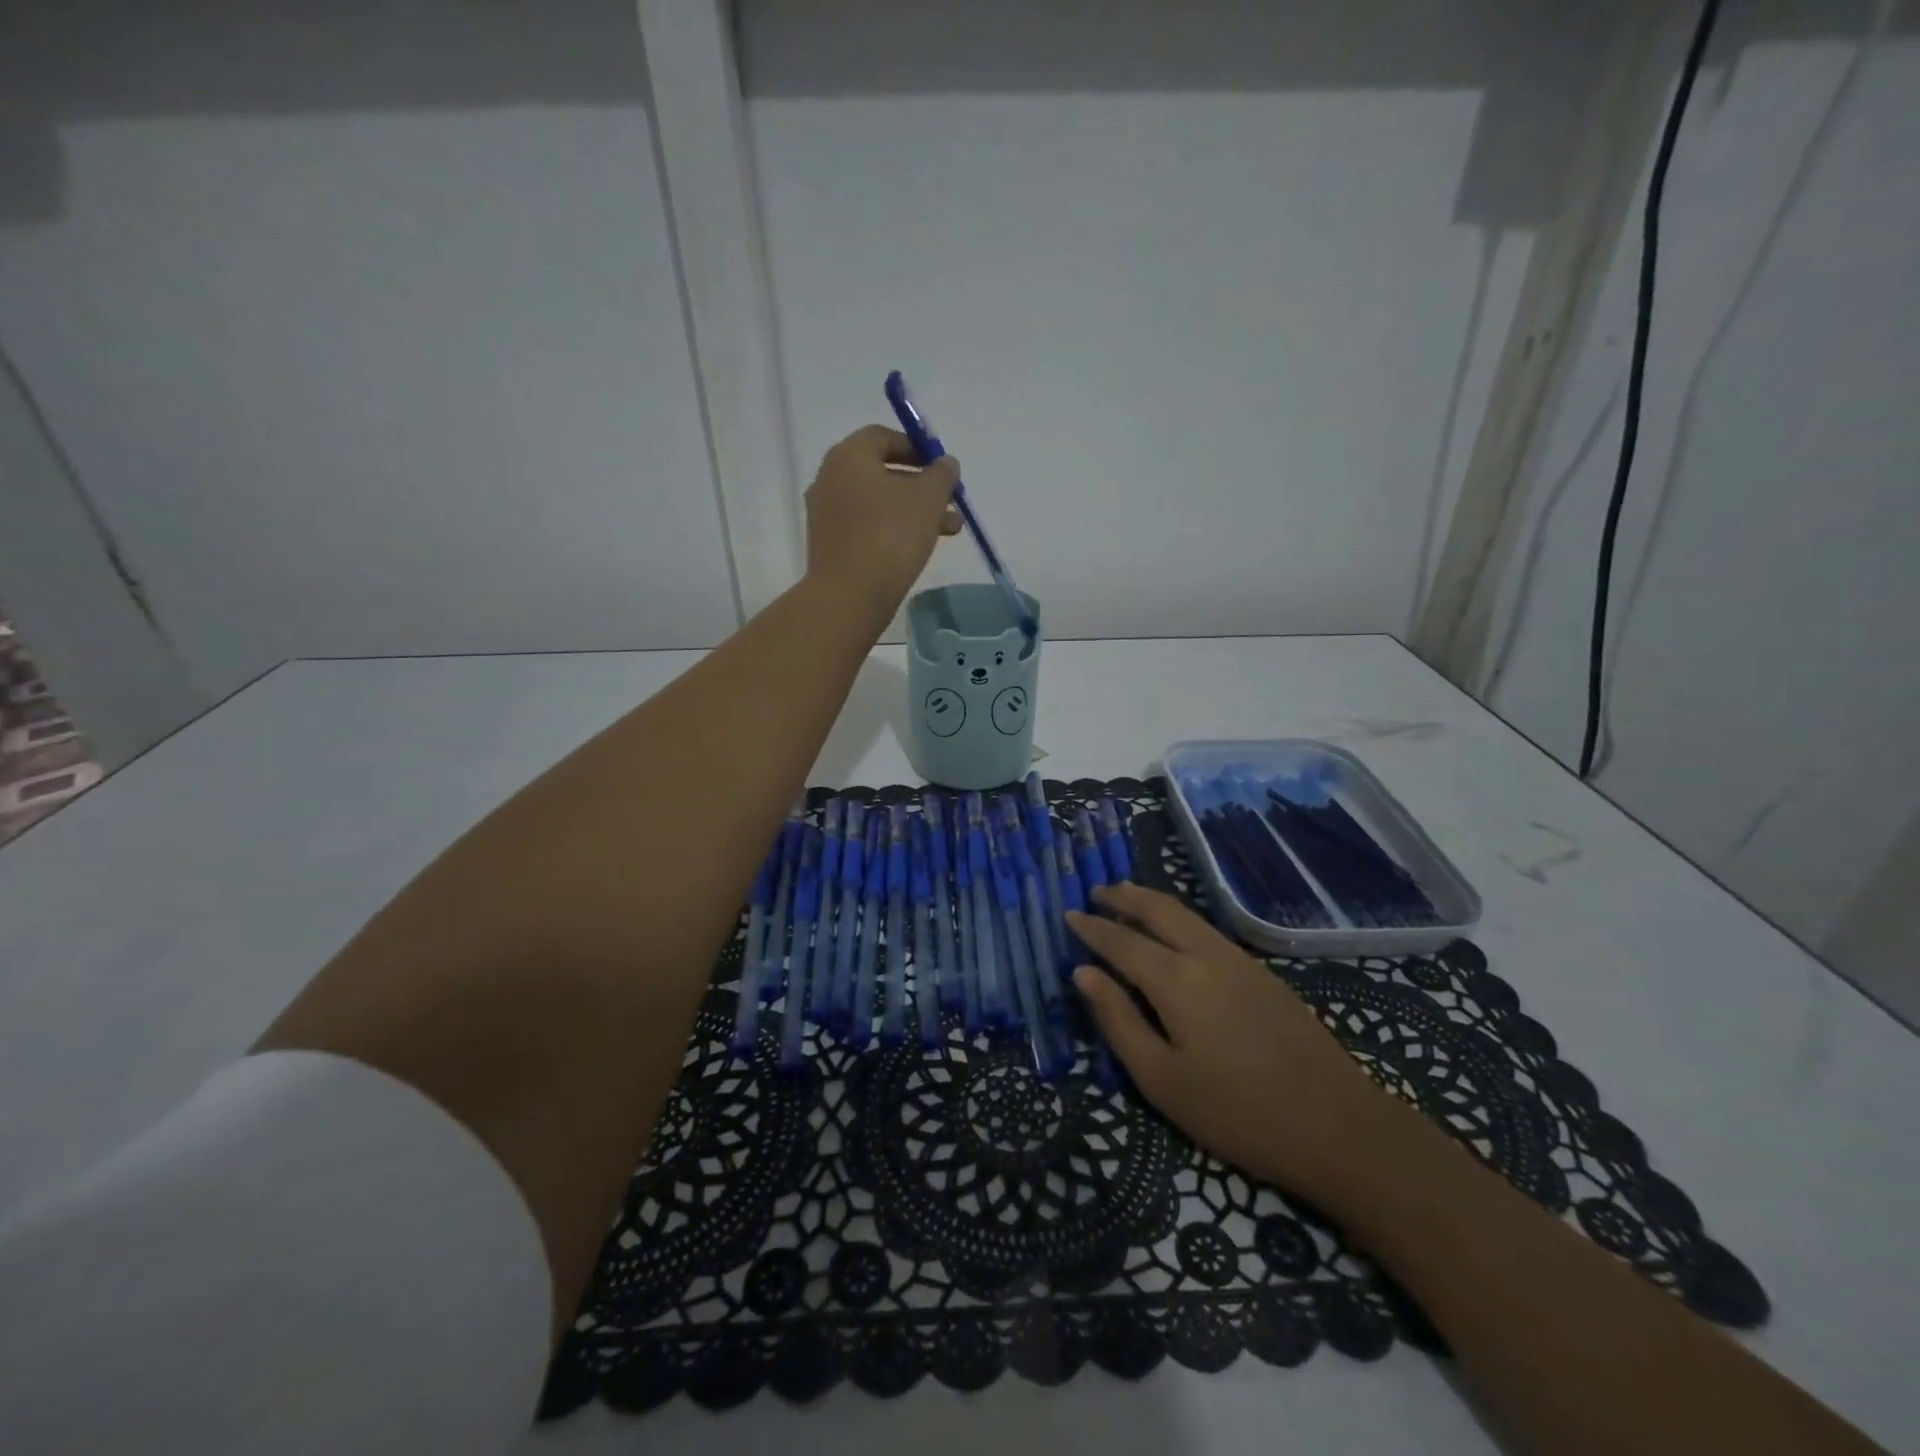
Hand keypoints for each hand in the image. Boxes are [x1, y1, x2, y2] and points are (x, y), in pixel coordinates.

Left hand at [804, 425, 960, 620]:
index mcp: (848, 457)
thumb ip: (941, 475)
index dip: (916, 448)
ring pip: (878, 503)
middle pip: (882, 472)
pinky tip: (919, 547)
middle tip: (951, 501)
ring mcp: (827, 514)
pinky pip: (866, 527)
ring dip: (914, 511)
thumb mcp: (927, 499)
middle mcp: (830, 479)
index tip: (941, 467)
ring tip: (950, 530)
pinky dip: (893, 530)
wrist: (849, 596)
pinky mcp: (830, 544)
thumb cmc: (890, 536)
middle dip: (921, 485)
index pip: (883, 437)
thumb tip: (946, 464)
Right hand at [1068, 883, 1409, 1206]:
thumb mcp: (1162, 1080)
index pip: (1121, 941)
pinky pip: (1207, 929)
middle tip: (1096, 892)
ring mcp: (1240, 961)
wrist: (1338, 1125)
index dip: (1092, 928)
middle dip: (1124, 896)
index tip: (1068, 916)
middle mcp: (1206, 955)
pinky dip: (1178, 918)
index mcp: (1176, 980)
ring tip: (1127, 900)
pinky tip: (1175, 934)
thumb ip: (1117, 1021)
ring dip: (1152, 901)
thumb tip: (1083, 974)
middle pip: (1158, 909)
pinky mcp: (1263, 974)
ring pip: (1187, 915)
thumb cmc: (1238, 1112)